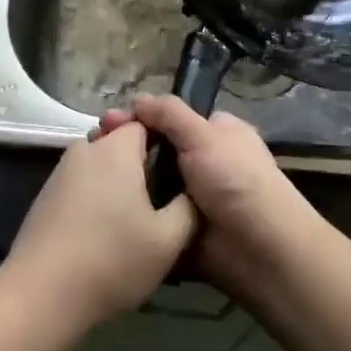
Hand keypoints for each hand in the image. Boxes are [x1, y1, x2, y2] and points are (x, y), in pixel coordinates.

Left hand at [2, 121, 198, 334]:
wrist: (40, 294)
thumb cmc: (111, 260)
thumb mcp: (167, 240)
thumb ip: (188, 208)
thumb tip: (192, 191)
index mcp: (116, 149)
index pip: (145, 123)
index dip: (165, 142)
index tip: (178, 171)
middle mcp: (86, 148)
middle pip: (120, 142)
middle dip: (140, 164)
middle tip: (159, 200)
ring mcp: (61, 171)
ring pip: (99, 164)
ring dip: (116, 183)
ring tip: (133, 220)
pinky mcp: (46, 195)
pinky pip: (81, 183)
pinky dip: (95, 197)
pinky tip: (102, 232)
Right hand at [98, 95, 325, 302]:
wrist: (259, 251)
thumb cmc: (236, 180)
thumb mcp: (204, 135)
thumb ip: (170, 114)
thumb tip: (137, 99)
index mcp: (217, 133)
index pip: (172, 118)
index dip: (141, 118)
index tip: (107, 122)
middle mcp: (206, 161)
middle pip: (159, 149)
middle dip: (128, 147)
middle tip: (93, 145)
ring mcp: (193, 198)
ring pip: (152, 183)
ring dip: (127, 181)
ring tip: (90, 174)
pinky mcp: (181, 230)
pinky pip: (152, 215)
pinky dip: (133, 211)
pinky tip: (103, 205)